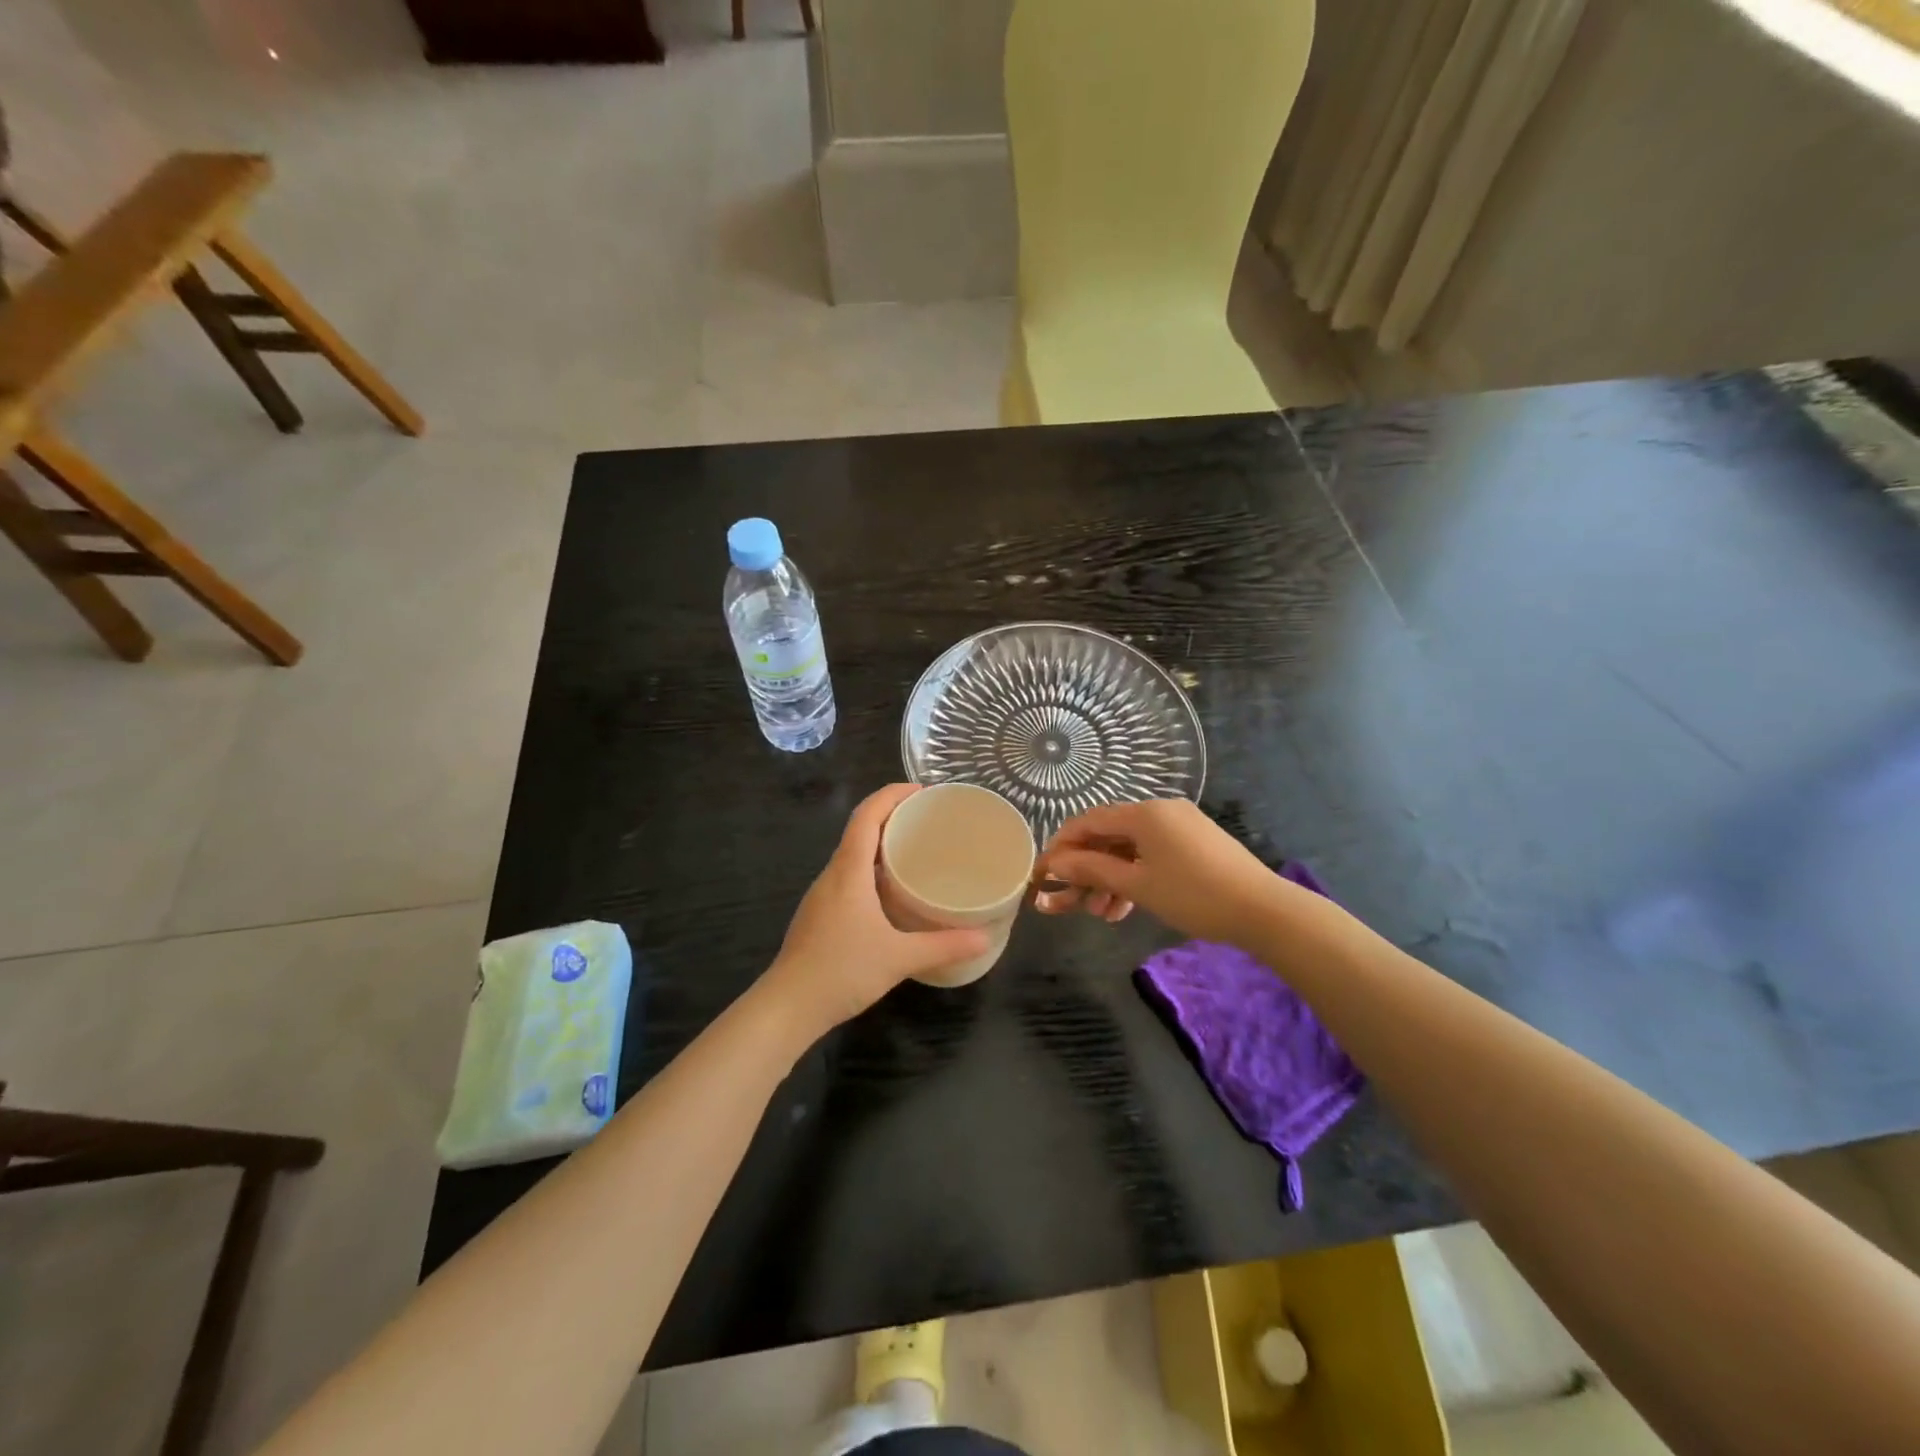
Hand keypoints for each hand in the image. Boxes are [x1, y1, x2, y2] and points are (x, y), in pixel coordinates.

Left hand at [764, 784, 990, 1035]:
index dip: (892, 794)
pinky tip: (892, 893)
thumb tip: (985, 938)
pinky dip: (871, 870)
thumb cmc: (841, 971)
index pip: (867, 815)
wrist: (787, 1007)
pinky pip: (848, 877)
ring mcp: (822, 895)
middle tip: (928, 821)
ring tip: (916, 852)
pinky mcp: (820, 915)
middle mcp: (833, 874)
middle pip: (859, 829)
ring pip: (852, 855)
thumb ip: (944, 945)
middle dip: (892, 816)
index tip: (922, 790)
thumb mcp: (899, 958)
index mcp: (849, 870)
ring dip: (880, 844)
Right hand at [1034, 798, 1280, 944]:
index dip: (1060, 847)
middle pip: (1107, 837)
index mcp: (1144, 813)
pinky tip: (1123, 908)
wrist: (1264, 911)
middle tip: (1066, 903)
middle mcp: (1160, 812)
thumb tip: (1053, 864)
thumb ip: (1091, 871)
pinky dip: (1133, 878)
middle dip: (1084, 870)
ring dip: (1108, 879)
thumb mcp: (1137, 885)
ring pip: (1129, 850)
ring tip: (1098, 913)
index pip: (1087, 821)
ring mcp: (1179, 827)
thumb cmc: (1194, 895)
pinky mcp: (1194, 845)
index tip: (1043, 874)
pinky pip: (1151, 856)